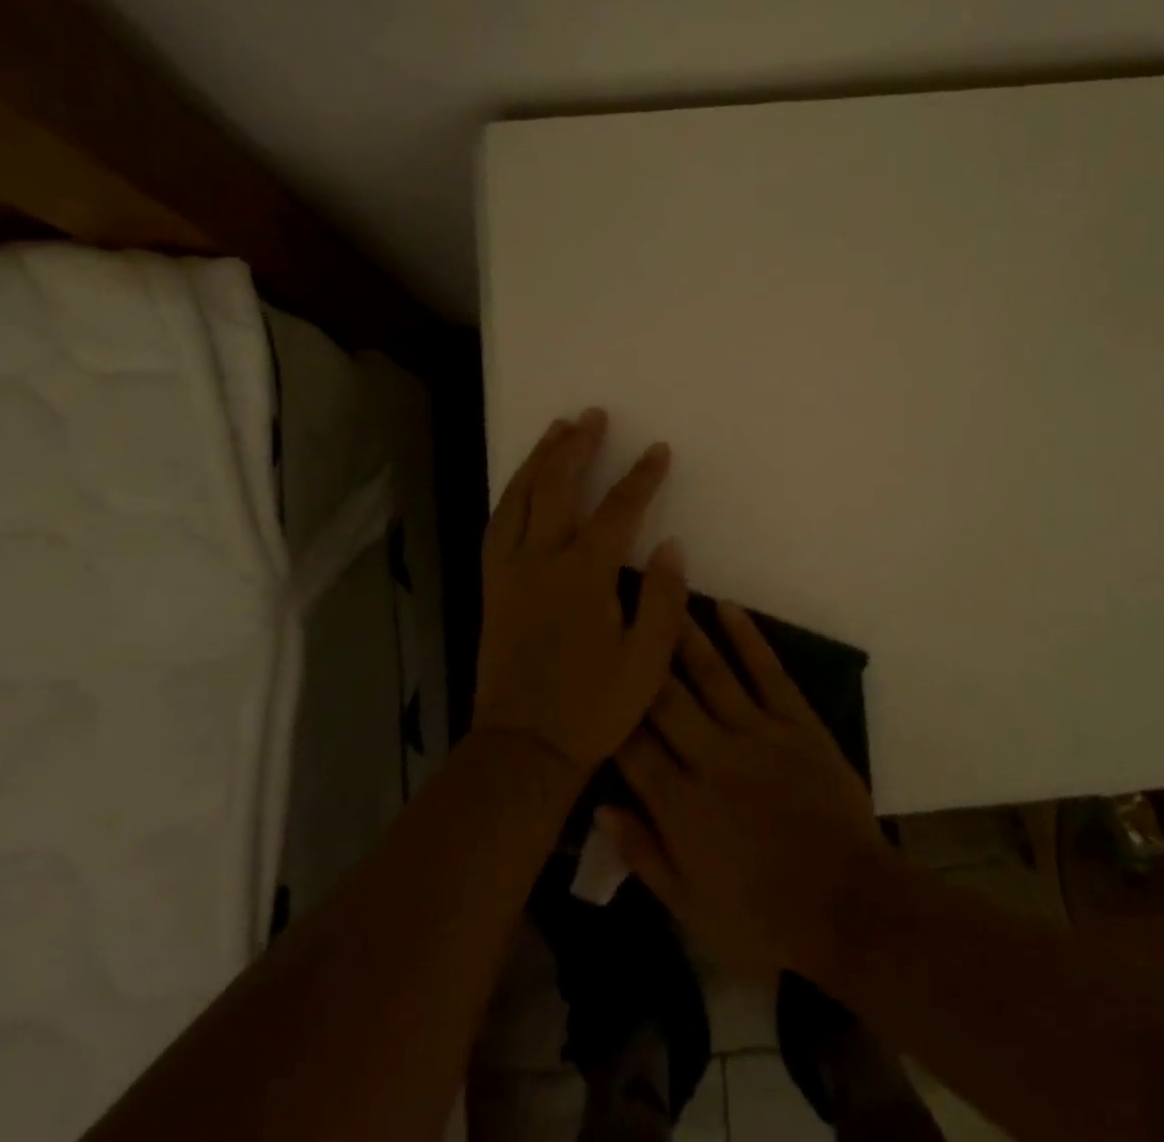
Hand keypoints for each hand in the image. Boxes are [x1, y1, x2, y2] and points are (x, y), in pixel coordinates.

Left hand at [474, 408, 689, 775]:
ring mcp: (509, 572)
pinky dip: (510, 495)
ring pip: (518, 499)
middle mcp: (541, 561)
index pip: (617, 511)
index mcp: (583, 576)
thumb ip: (662, 599)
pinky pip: (498, 525)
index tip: (658, 450)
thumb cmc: (593, 707)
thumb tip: (672, 544)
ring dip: (538, 460)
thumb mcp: (646, 661)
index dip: (640, 477)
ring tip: (555, 430)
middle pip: (556, 488)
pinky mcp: (491, 587)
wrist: (524, 748)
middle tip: (591, 415)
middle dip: (576, 447)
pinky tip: (520, 486)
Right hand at [604, 603, 888, 979]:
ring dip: (682, 633)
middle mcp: (712, 757)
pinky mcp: (797, 723)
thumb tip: (601, 807)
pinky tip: (727, 606)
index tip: (590, 673)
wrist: (850, 908)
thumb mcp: (691, 908)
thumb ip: (644, 855)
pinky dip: (748, 638)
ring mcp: (758, 734)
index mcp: (681, 805)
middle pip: (664, 698)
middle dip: (637, 653)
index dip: (607, 710)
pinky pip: (768, 672)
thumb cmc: (764, 919)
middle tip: (614, 608)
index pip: (631, 746)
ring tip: (659, 594)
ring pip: (711, 674)